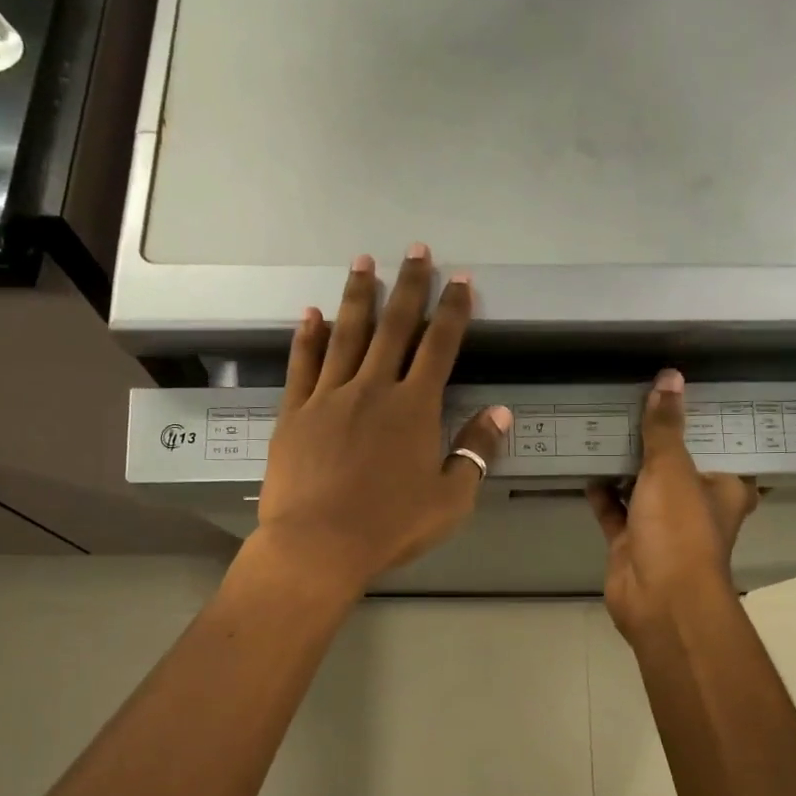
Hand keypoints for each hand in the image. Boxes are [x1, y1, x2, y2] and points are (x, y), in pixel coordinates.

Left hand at [254, 245, 511, 595]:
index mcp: (414, 408)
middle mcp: (373, 389)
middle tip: (415, 250)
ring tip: (363, 261)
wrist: (318, 545)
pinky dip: (308, 336)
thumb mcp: (450, 499)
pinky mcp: (295, 412)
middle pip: (394, 326)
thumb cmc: (390, 526)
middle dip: (408, 285)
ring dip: (357, 296)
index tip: (460, 280)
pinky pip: (303, 364)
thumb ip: (475, 451)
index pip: (439, 346)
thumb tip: (500, 412)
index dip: (452, 310)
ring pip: (346, 334)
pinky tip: (311, 313)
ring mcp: (329, 397)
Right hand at [588, 370, 759, 643]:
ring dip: (626, 464)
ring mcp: (663, 526)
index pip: (721, 445)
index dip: (704, 420)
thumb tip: (670, 377)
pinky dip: (602, 492)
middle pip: (678, 465)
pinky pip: (614, 510)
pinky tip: (585, 464)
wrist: (658, 599)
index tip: (686, 390)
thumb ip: (665, 426)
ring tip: (606, 424)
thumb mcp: (673, 468)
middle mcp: (698, 506)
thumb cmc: (679, 529)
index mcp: (727, 488)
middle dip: (658, 439)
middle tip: (636, 399)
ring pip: (643, 487)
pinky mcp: (632, 542)